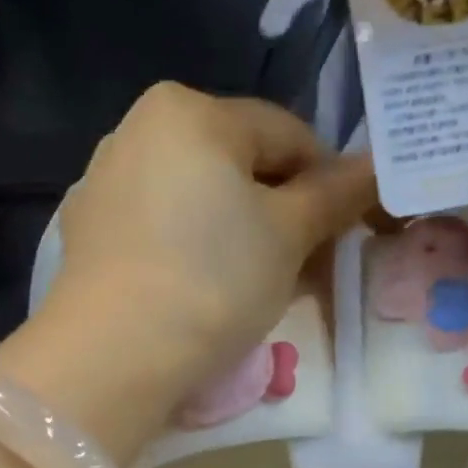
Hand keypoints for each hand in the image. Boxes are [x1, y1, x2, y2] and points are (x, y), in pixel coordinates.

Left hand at [22, 82, 372, 454]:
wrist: (112, 356)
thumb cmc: (212, 280)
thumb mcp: (289, 234)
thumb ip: (336, 194)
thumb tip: (376, 166)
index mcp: (188, 111)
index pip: (286, 134)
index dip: (330, 181)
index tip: (350, 230)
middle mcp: (138, 131)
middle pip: (240, 166)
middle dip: (286, 213)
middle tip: (314, 265)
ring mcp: (107, 182)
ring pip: (202, 200)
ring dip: (245, 234)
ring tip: (268, 284)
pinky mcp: (91, 232)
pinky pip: (164, 227)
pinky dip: (199, 248)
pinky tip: (212, 290)